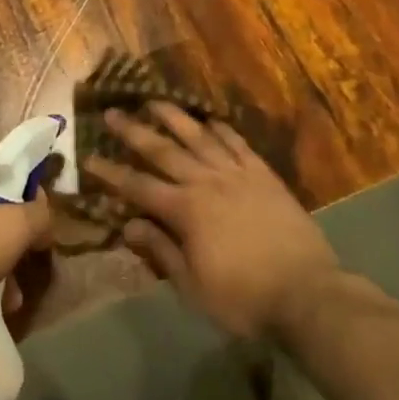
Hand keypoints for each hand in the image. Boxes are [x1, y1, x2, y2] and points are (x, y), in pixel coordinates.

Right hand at [86, 104, 346, 338]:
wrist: (308, 294)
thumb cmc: (244, 299)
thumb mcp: (193, 287)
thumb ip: (161, 250)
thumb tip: (128, 223)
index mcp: (185, 211)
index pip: (138, 186)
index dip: (112, 173)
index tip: (89, 158)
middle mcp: (206, 182)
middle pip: (163, 151)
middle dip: (134, 132)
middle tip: (112, 113)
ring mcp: (237, 175)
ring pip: (199, 137)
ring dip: (174, 118)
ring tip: (154, 101)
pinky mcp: (264, 176)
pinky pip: (238, 144)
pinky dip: (222, 129)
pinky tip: (210, 120)